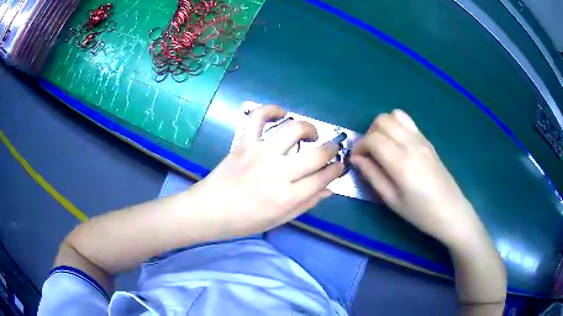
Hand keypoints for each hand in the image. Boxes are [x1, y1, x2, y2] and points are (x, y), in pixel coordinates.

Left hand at [190, 105, 343, 237]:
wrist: (209, 210)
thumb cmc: (244, 221)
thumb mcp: (279, 220)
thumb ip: (307, 204)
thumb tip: (329, 189)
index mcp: (286, 197)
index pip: (323, 178)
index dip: (336, 170)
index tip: (339, 166)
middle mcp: (276, 173)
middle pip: (316, 154)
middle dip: (331, 149)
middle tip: (332, 149)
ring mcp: (259, 154)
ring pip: (293, 129)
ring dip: (309, 128)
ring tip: (311, 134)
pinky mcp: (244, 143)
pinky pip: (258, 117)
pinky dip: (272, 110)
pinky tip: (282, 114)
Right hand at [351, 109, 482, 245]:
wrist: (451, 211)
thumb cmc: (420, 212)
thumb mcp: (392, 200)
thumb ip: (372, 176)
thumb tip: (356, 159)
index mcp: (402, 163)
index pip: (373, 139)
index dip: (359, 146)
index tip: (357, 158)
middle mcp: (412, 145)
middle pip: (383, 120)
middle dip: (369, 133)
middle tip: (369, 152)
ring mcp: (422, 140)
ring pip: (395, 115)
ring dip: (383, 126)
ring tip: (382, 145)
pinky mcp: (428, 140)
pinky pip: (408, 122)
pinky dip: (396, 126)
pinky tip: (397, 144)